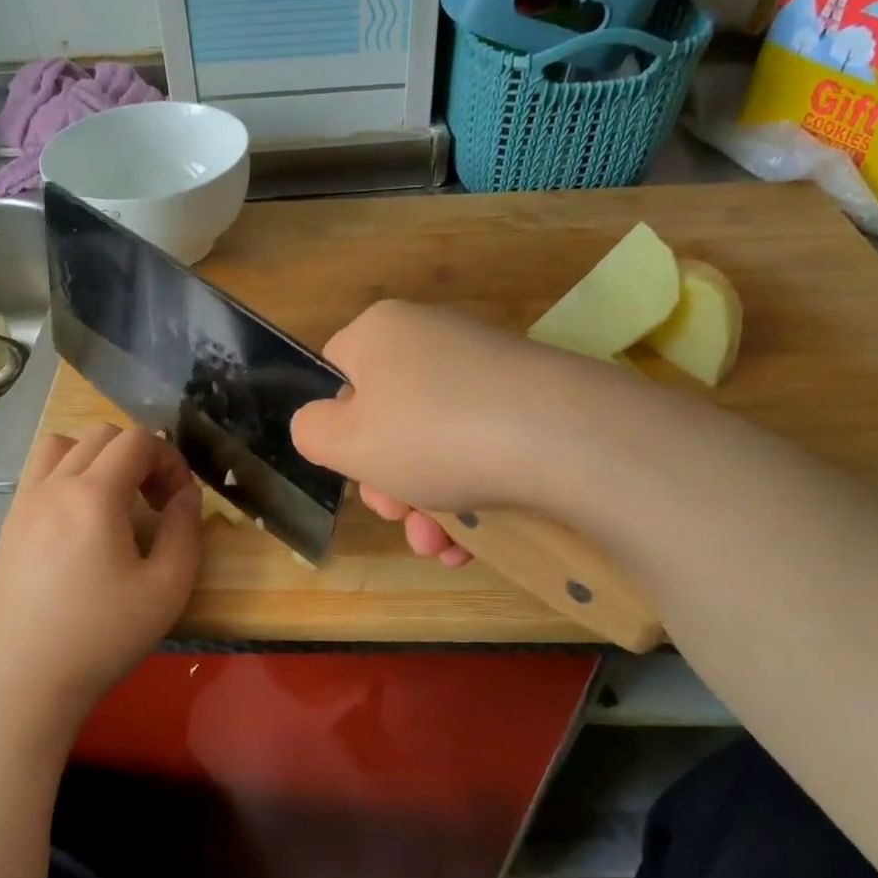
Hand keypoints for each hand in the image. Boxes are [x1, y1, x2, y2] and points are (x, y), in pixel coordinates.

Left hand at [0, 423, 201, 731]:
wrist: (22, 684)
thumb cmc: (101, 638)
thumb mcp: (167, 589)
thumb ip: (185, 530)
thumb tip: (186, 494)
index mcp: (93, 495)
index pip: (137, 440)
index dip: (170, 459)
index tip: (180, 500)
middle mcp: (53, 486)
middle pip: (101, 436)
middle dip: (139, 456)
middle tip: (155, 502)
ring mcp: (23, 505)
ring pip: (62, 446)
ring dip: (97, 458)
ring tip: (114, 501)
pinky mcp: (7, 527)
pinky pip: (38, 475)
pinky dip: (66, 476)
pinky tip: (79, 524)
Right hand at [291, 300, 620, 565]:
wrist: (566, 439)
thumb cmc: (432, 434)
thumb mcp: (345, 441)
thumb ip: (311, 431)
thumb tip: (320, 425)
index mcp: (381, 332)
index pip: (336, 372)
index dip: (336, 426)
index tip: (354, 467)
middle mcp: (432, 338)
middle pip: (386, 416)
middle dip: (386, 480)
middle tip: (398, 516)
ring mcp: (485, 369)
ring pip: (433, 442)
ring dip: (425, 503)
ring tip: (438, 545)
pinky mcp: (528, 401)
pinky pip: (479, 447)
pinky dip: (468, 495)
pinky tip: (470, 544)